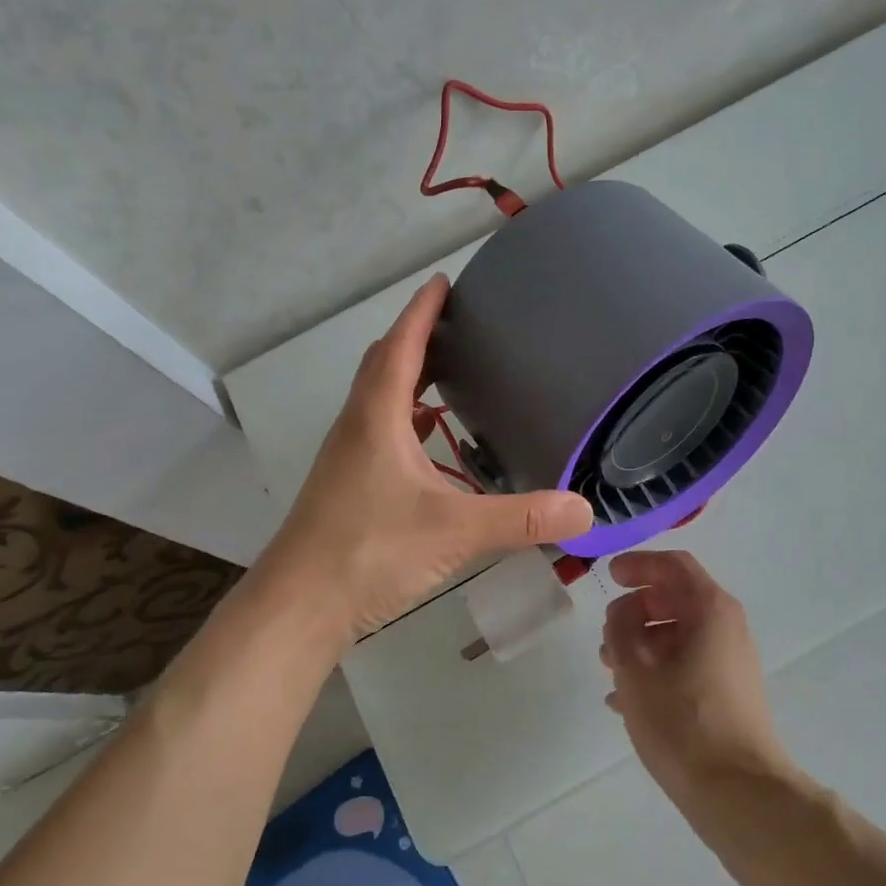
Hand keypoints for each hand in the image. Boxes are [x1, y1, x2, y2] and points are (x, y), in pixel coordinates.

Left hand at [255, 274, 593, 641]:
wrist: (301, 604)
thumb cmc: (370, 551)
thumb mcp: (454, 531)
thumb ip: (521, 519)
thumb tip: (584, 510)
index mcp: (378, 417)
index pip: (401, 346)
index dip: (422, 311)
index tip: (443, 281)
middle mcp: (357, 426)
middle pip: (384, 364)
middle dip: (416, 337)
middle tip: (456, 325)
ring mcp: (347, 456)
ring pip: (377, 398)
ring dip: (408, 377)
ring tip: (450, 374)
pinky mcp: (346, 484)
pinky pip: (378, 431)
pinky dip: (405, 419)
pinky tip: (430, 441)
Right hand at [600, 550, 792, 805]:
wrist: (740, 793)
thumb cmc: (683, 721)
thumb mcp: (635, 669)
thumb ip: (620, 628)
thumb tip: (624, 613)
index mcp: (710, 609)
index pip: (673, 565)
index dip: (638, 564)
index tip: (609, 576)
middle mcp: (726, 627)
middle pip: (675, 599)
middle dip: (635, 610)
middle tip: (606, 631)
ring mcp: (730, 662)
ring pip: (678, 635)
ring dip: (641, 642)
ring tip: (609, 668)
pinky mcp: (727, 693)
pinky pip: (686, 664)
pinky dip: (656, 669)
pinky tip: (624, 701)